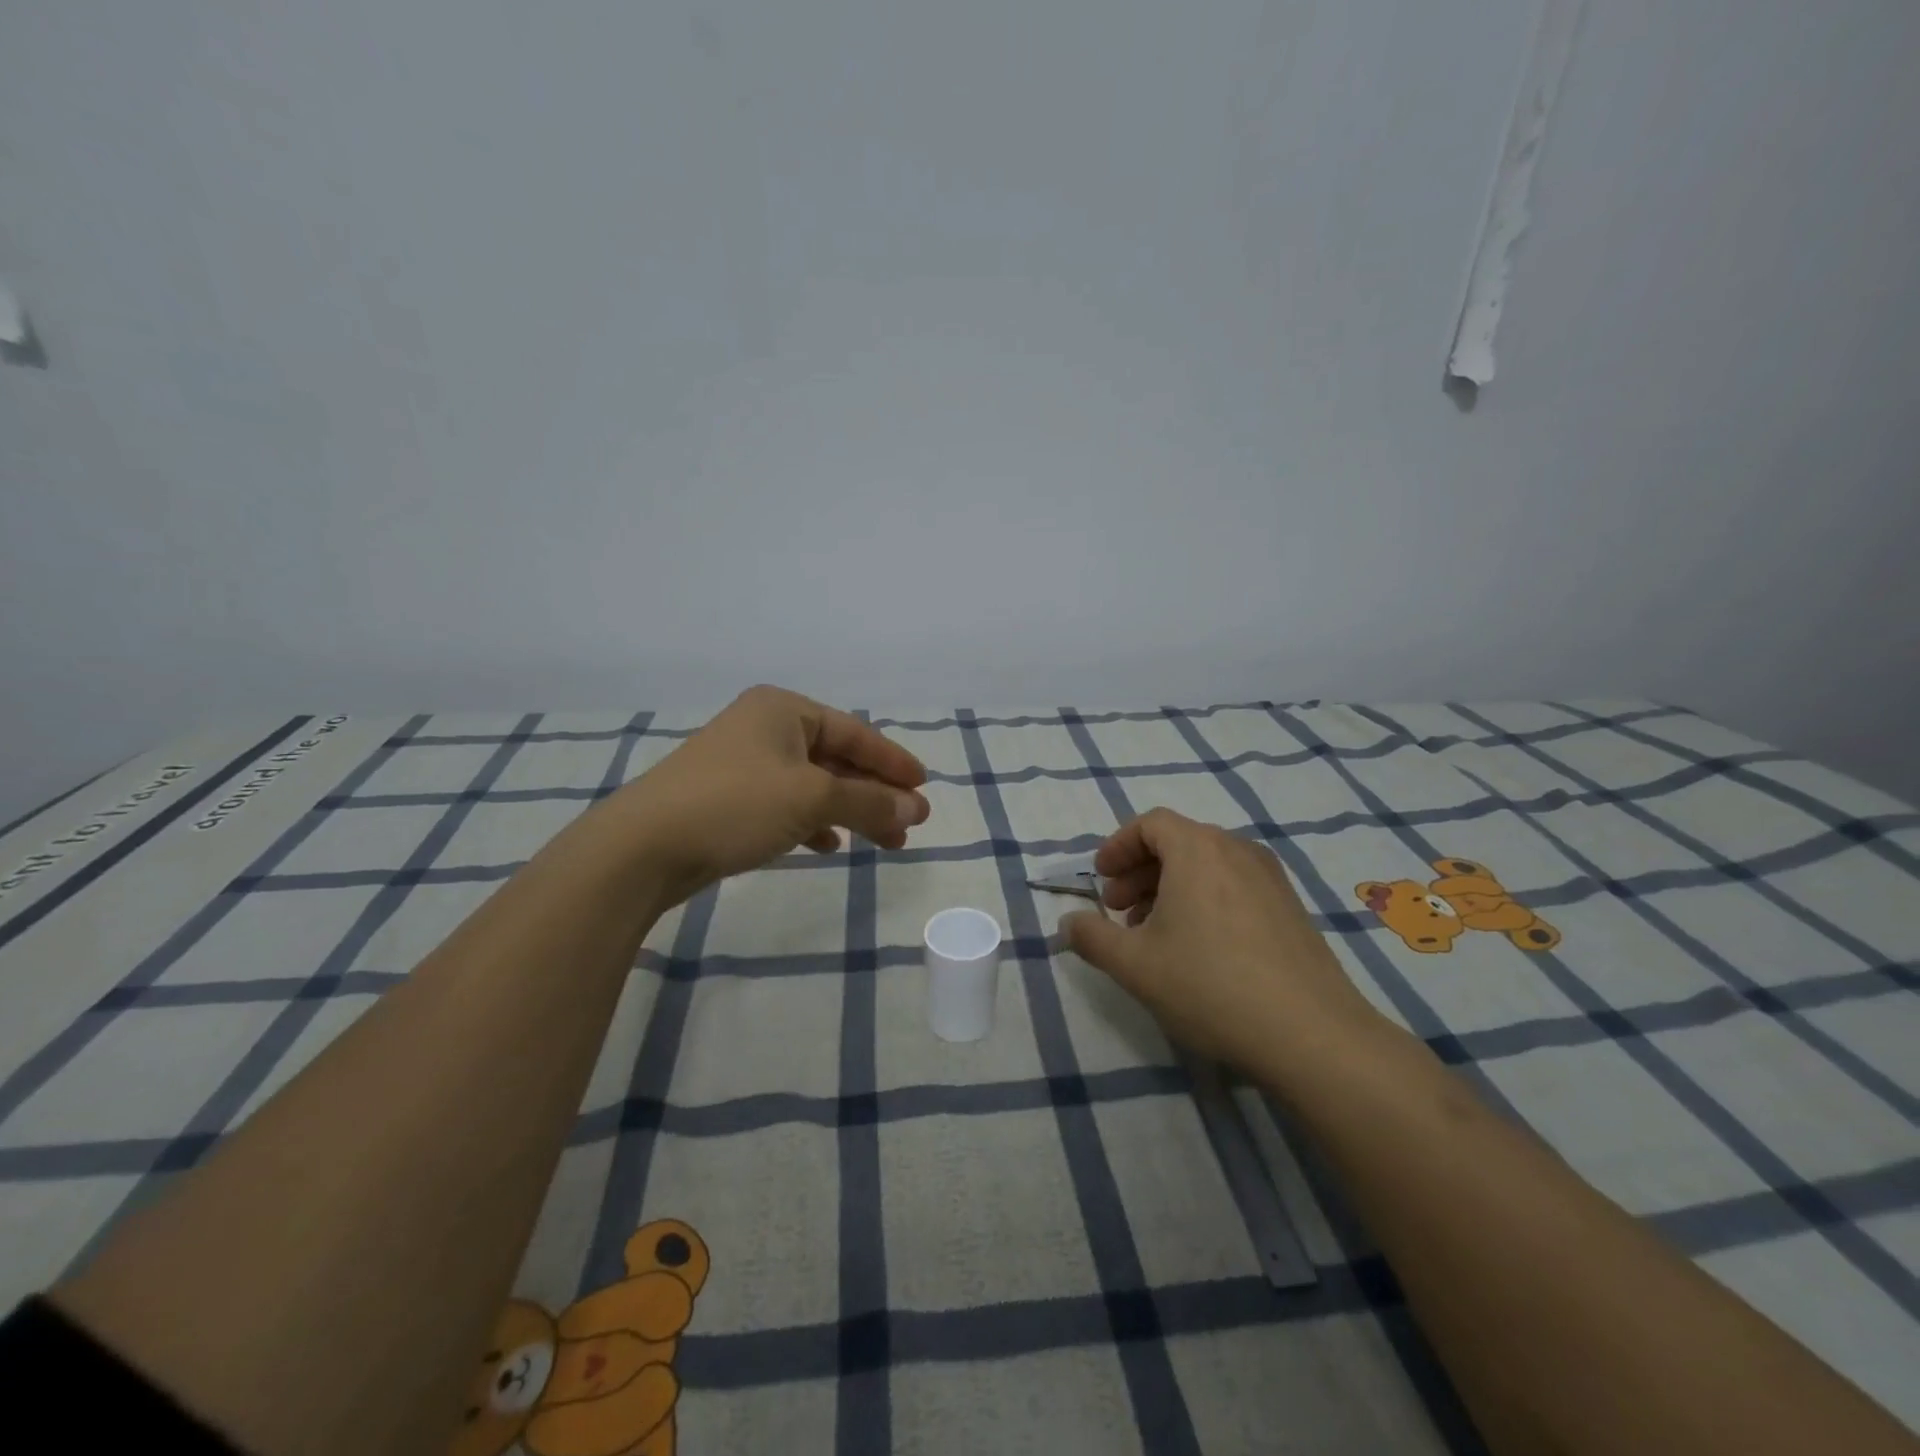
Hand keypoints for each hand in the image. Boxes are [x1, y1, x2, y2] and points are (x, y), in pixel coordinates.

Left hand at [611, 685, 929, 906]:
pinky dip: (813, 821)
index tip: (925, 788)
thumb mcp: (812, 798)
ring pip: (814, 785)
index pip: (855, 732)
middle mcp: (764, 728)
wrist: (643, 847)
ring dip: (850, 810)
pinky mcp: (729, 798)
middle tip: (909, 824)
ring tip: (883, 841)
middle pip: (837, 758)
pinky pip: (787, 804)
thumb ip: (869, 801)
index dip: (894, 761)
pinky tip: (828, 845)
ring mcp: (744, 764)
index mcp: (784, 709)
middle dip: (875, 792)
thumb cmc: (736, 804)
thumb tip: (917, 809)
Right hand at [1061, 809, 1388, 1076]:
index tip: (1100, 879)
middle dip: (1139, 871)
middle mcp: (1237, 850)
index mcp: (1198, 849)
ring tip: (1153, 933)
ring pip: (1207, 866)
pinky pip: (1234, 886)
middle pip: (1178, 842)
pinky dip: (1204, 900)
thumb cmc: (1210, 985)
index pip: (1150, 824)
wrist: (1311, 1034)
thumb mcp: (1134, 965)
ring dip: (1170, 888)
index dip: (1117, 847)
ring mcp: (1271, 879)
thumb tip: (1068, 924)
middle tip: (1118, 910)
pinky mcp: (1291, 908)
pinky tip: (1198, 948)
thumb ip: (1092, 937)